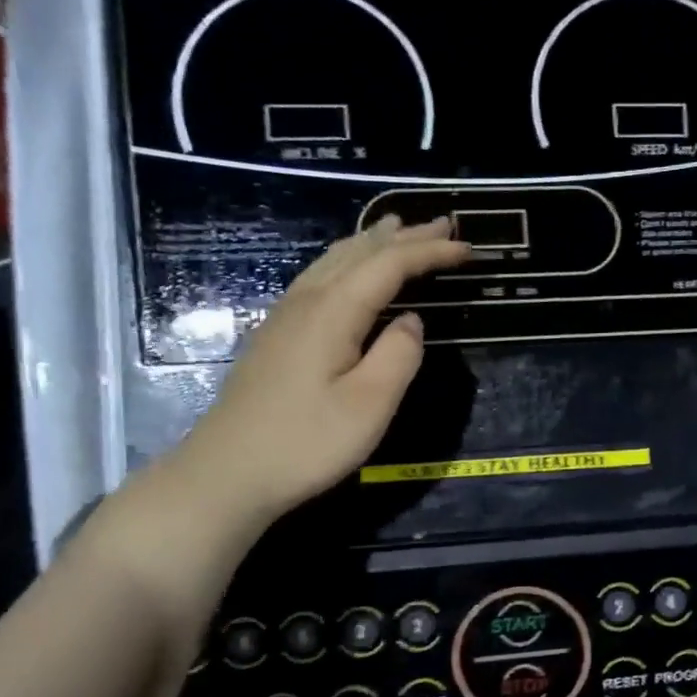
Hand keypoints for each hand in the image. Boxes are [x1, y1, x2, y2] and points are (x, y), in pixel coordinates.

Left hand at [169, 216, 470, 528]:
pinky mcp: (277, 335)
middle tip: (443, 224)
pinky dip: (348, 261)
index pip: (389, 265)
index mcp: (334, 311)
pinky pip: (320, 277)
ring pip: (334, 260)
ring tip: (398, 229)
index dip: (430, 253)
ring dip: (372, 242)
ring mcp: (285, 316)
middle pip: (359, 252)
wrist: (228, 472)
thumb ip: (399, 355)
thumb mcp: (370, 405)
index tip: (468, 249)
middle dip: (405, 237)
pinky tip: (350, 270)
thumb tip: (412, 321)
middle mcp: (307, 300)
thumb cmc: (307, 442)